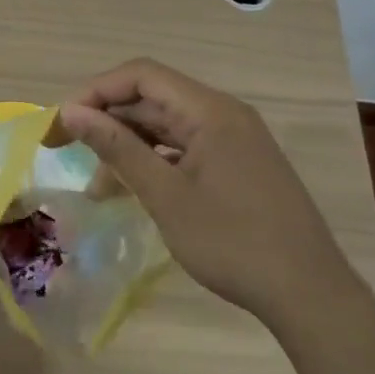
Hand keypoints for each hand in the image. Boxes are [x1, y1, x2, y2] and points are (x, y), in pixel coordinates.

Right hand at [56, 59, 357, 324]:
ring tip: (98, 186)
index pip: (142, 76)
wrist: (311, 297)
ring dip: (128, 146)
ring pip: (166, 127)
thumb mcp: (165, 195)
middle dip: (107, 120)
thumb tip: (70, 112)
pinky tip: (133, 190)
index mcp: (210, 110)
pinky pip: (184, 149)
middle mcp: (223, 115)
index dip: (97, 91)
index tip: (63, 121)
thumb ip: (117, 148)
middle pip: (153, 99)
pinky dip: (154, 163)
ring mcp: (233, 141)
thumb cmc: (233, 241)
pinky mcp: (237, 166)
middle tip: (65, 148)